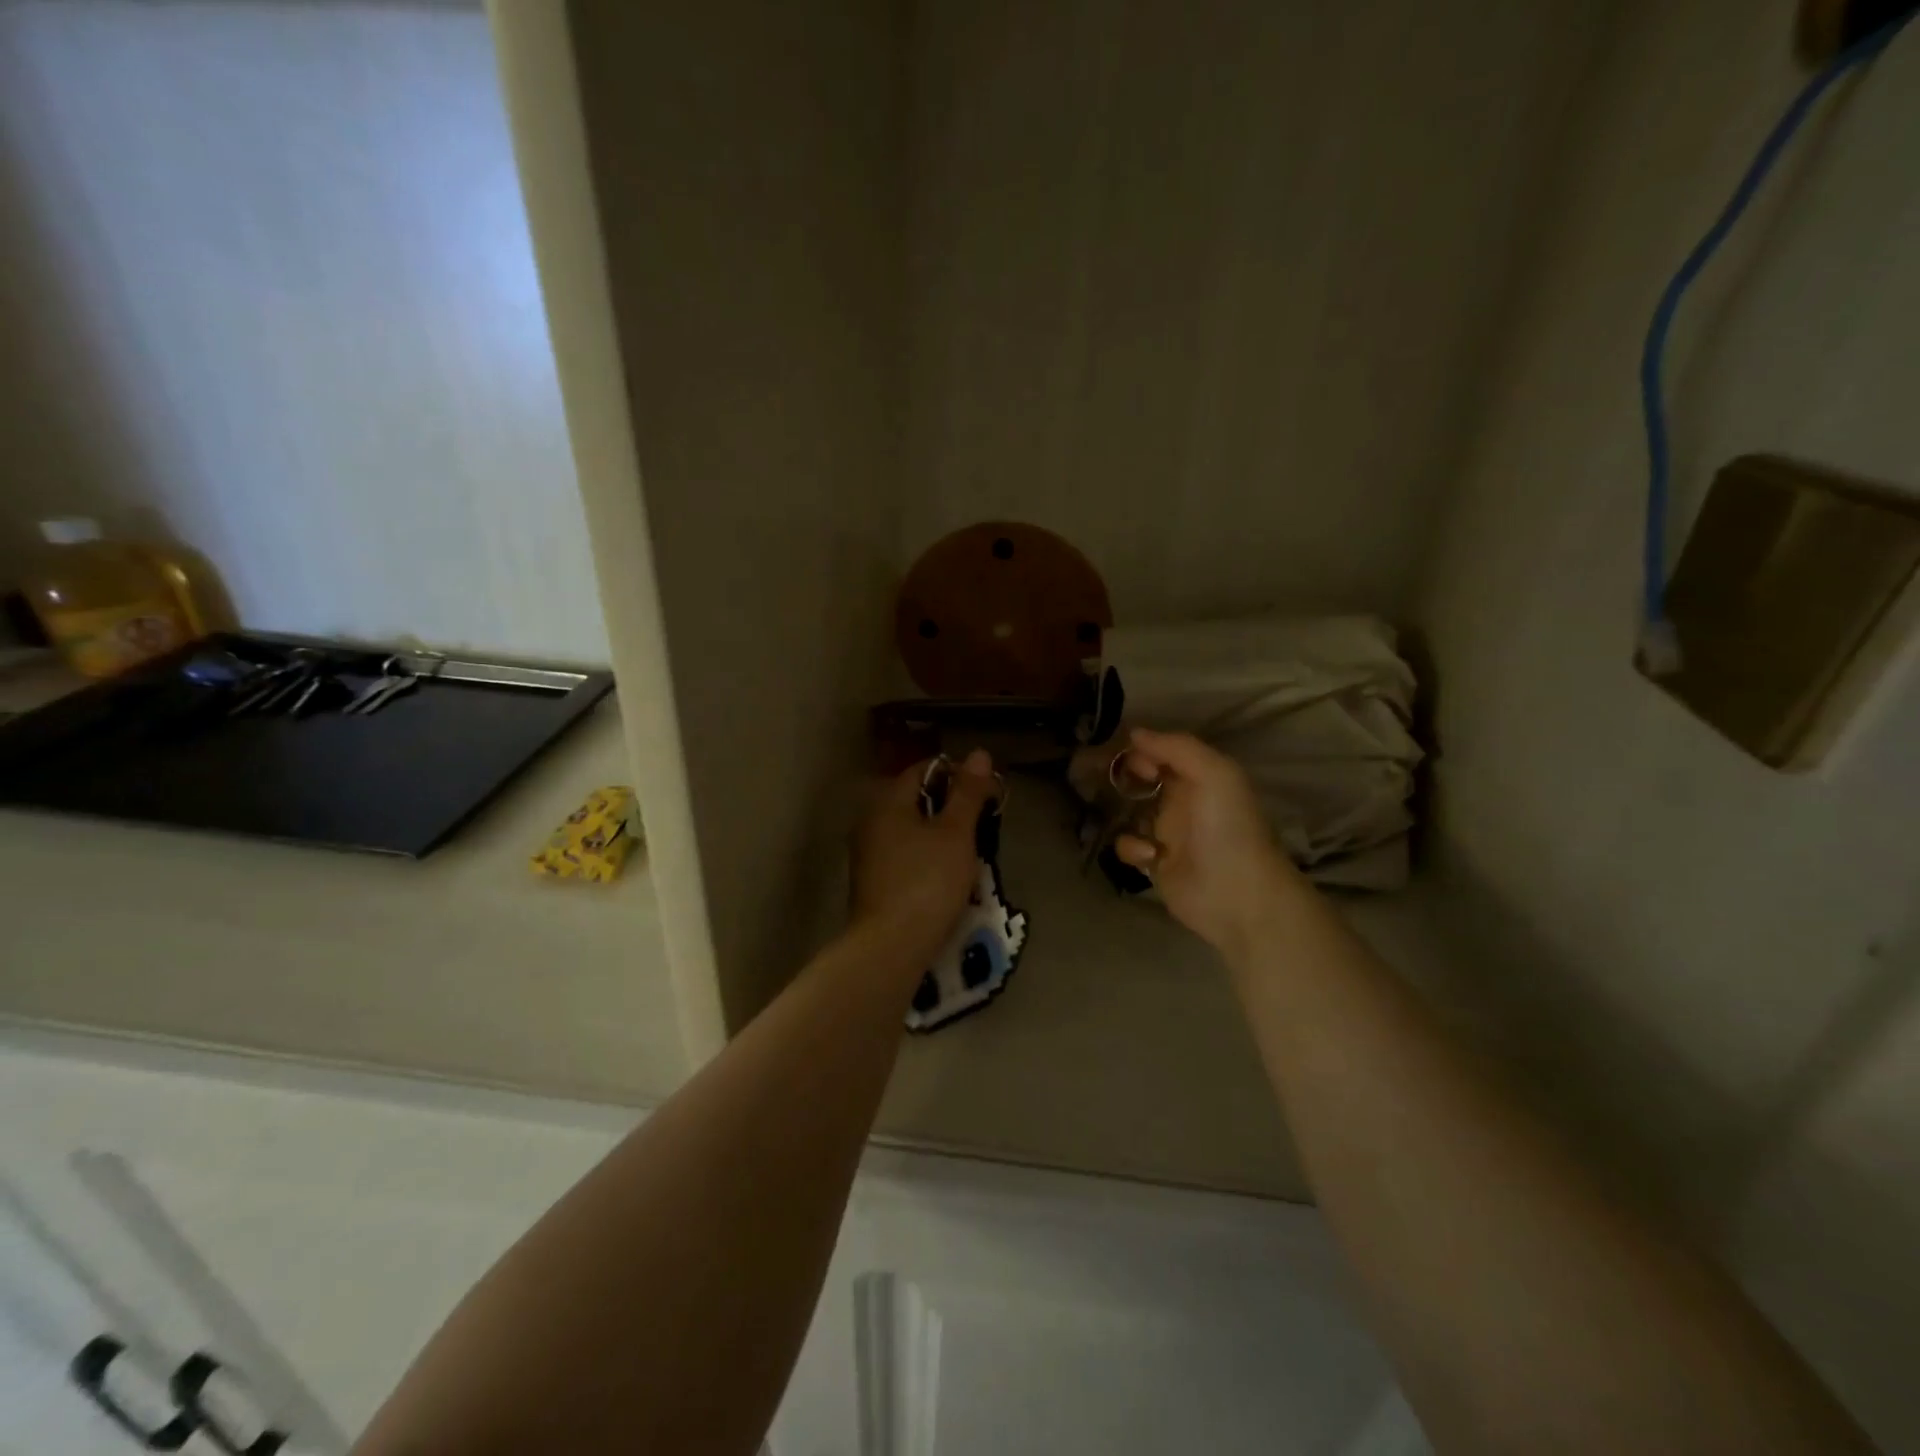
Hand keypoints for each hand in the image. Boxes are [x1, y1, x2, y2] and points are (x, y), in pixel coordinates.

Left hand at [852, 750, 996, 939]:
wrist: (890, 947)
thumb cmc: (927, 882)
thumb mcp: (956, 834)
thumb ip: (967, 792)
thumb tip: (978, 753)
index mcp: (887, 801)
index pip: (924, 769)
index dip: (958, 775)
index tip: (987, 795)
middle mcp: (871, 820)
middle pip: (917, 799)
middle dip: (952, 808)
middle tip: (983, 825)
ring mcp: (868, 853)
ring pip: (912, 829)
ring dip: (941, 835)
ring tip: (971, 853)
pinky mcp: (873, 881)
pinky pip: (905, 855)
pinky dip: (927, 857)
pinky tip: (947, 877)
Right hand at [1114, 728, 1301, 952]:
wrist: (1238, 895)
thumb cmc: (1228, 828)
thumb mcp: (1214, 774)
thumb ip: (1176, 748)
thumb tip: (1134, 733)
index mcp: (1198, 776)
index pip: (1160, 752)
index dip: (1138, 749)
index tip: (1120, 755)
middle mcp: (1180, 800)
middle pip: (1140, 779)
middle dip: (1118, 776)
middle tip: (1092, 776)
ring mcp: (1166, 832)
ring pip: (1128, 811)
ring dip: (1118, 810)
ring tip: (1112, 811)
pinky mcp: (1154, 863)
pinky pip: (1128, 845)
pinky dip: (1131, 847)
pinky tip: (1148, 854)